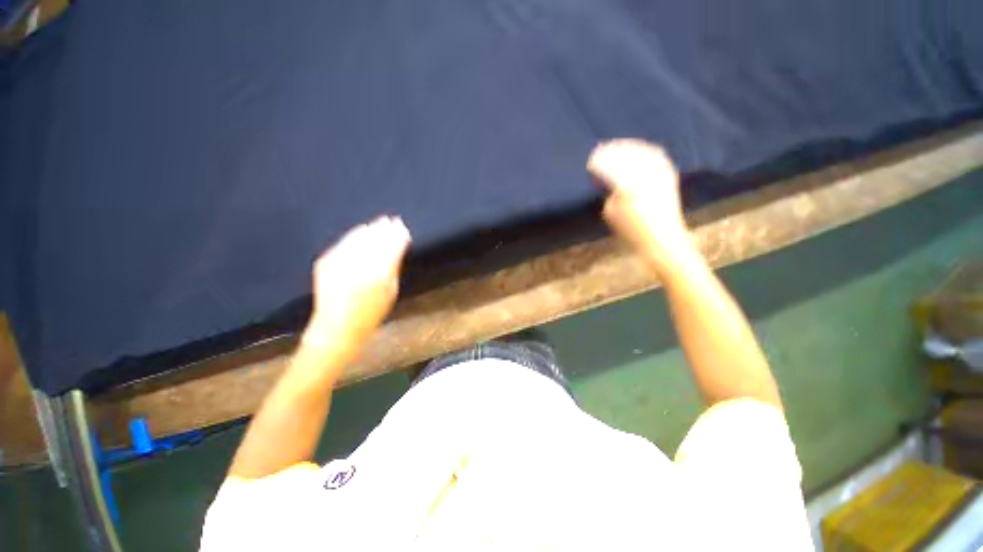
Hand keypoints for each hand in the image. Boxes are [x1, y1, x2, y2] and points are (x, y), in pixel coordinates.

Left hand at [303, 216, 411, 351]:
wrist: (336, 326)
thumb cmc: (371, 313)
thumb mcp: (391, 292)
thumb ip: (393, 268)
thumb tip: (398, 247)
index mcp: (378, 274)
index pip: (391, 247)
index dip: (398, 236)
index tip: (403, 228)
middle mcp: (358, 264)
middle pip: (375, 240)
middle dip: (386, 229)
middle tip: (394, 220)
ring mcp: (340, 262)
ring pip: (358, 237)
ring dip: (371, 228)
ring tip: (380, 222)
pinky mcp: (326, 262)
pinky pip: (343, 243)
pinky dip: (354, 235)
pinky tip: (362, 230)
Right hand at [587, 140, 692, 272]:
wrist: (662, 239)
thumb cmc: (631, 229)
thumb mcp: (610, 212)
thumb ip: (608, 191)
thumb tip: (608, 177)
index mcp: (627, 188)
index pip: (610, 168)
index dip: (599, 162)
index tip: (590, 161)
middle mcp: (646, 177)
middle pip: (625, 156)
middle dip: (610, 151)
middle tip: (599, 150)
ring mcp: (660, 174)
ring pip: (641, 152)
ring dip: (626, 147)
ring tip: (615, 146)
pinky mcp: (669, 175)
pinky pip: (656, 155)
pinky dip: (644, 149)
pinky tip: (635, 148)